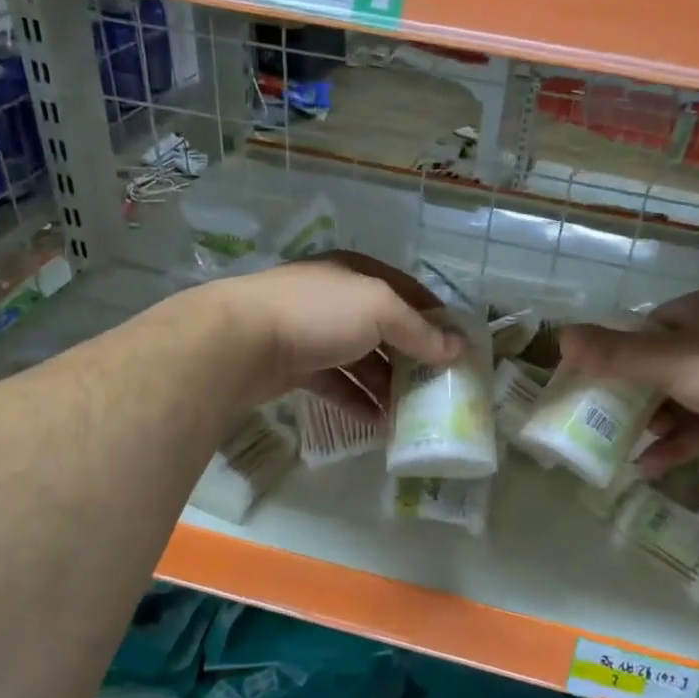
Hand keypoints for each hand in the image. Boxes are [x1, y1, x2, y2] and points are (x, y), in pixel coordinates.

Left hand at [213, 253, 459, 414]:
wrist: (240, 341)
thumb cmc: (318, 313)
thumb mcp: (379, 310)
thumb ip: (419, 331)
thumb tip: (458, 349)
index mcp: (357, 274)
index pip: (407, 293)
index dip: (435, 318)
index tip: (458, 348)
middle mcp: (337, 299)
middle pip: (385, 330)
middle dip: (412, 359)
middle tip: (437, 388)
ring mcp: (314, 333)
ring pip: (361, 361)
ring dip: (386, 386)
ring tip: (411, 414)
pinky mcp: (296, 366)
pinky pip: (336, 384)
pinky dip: (357, 401)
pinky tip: (377, 424)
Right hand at [558, 284, 698, 474]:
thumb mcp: (667, 360)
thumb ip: (614, 353)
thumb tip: (561, 336)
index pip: (655, 325)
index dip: (625, 350)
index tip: (602, 377)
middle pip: (671, 364)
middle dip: (639, 395)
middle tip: (609, 417)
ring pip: (690, 398)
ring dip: (658, 423)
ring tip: (626, 446)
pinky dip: (683, 442)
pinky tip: (651, 466)